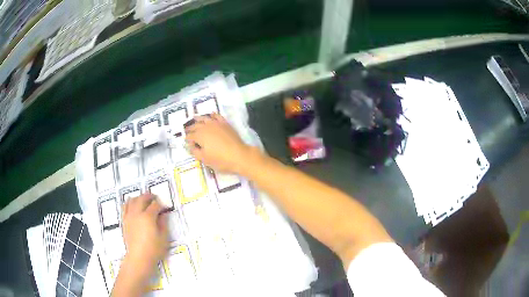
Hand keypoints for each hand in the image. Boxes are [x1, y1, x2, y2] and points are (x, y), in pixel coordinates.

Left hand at [122, 194, 167, 269]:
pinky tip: (132, 205)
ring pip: (132, 200)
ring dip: (139, 198)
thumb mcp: (163, 238)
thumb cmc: (153, 249)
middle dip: (149, 196)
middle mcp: (137, 213)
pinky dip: (129, 203)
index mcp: (148, 217)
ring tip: (143, 200)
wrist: (139, 257)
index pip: (155, 205)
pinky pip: (125, 207)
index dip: (161, 204)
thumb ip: (163, 224)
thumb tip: (163, 215)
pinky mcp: (124, 221)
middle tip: (155, 198)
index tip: (165, 207)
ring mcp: (129, 216)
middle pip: (142, 198)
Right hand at [185, 113, 253, 173]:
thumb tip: (189, 145)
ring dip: (198, 118)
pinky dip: (213, 115)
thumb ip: (195, 151)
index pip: (190, 136)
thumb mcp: (204, 159)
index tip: (185, 141)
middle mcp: (206, 127)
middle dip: (190, 128)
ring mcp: (216, 123)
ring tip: (194, 118)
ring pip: (205, 118)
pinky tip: (211, 114)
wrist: (239, 155)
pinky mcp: (225, 124)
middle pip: (195, 126)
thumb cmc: (220, 160)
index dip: (187, 139)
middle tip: (187, 130)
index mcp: (199, 136)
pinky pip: (217, 116)